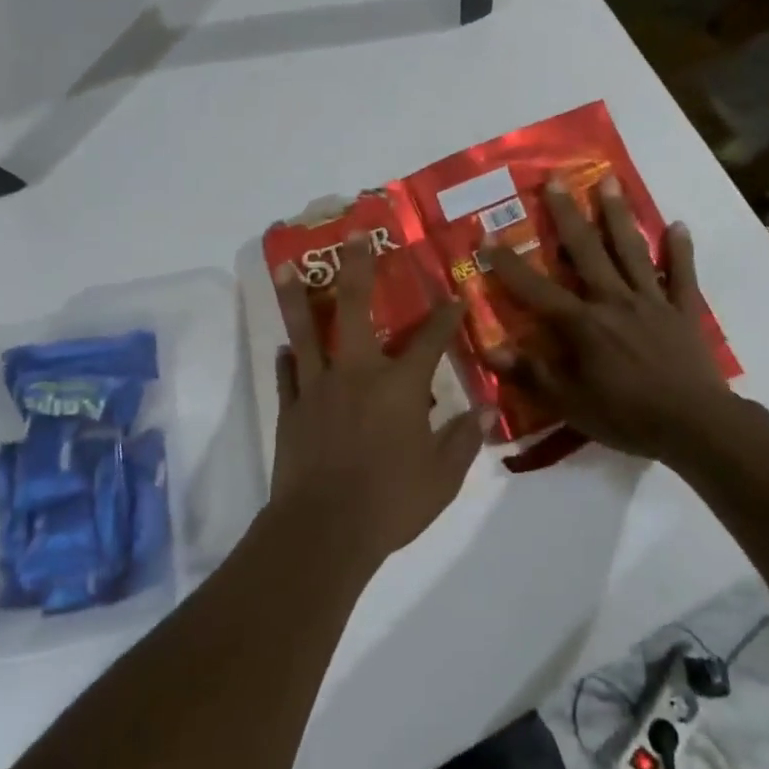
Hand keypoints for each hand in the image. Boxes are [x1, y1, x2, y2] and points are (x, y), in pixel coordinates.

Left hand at [270, 234, 489, 566]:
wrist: (323, 531)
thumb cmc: (391, 503)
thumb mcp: (442, 478)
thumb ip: (463, 441)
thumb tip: (484, 412)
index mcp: (399, 386)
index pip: (430, 340)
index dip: (446, 316)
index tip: (455, 295)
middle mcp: (357, 373)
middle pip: (355, 308)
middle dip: (357, 268)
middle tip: (353, 236)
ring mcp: (318, 387)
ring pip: (306, 331)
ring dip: (297, 296)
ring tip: (286, 266)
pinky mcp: (291, 408)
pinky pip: (288, 375)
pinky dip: (288, 360)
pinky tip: (285, 348)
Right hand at [483, 177, 742, 461]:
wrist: (695, 425)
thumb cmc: (626, 415)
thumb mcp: (568, 403)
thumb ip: (529, 373)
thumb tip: (489, 347)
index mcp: (582, 322)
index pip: (535, 287)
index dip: (507, 263)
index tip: (486, 236)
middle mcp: (613, 299)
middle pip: (586, 250)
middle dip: (567, 215)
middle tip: (555, 180)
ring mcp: (651, 301)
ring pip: (630, 250)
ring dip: (617, 215)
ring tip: (609, 181)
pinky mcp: (683, 310)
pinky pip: (682, 275)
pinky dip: (680, 250)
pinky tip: (679, 225)